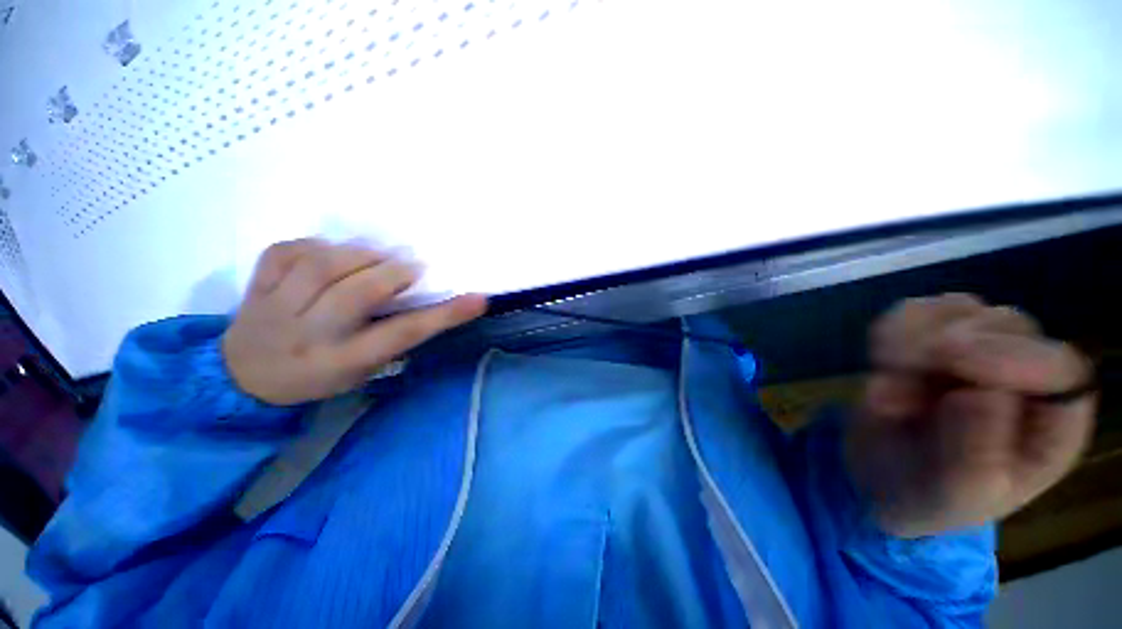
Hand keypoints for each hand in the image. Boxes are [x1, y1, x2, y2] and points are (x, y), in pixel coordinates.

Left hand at [222, 239, 486, 404]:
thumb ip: (393, 337)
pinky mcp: (254, 287)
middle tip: (411, 268)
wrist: (243, 378)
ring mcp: (275, 309)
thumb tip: (426, 299)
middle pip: (355, 294)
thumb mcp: (363, 369)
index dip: (443, 315)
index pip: (401, 335)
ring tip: (376, 257)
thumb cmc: (319, 376)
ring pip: (320, 267)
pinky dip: (315, 245)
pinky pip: (285, 252)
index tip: (478, 299)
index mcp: (343, 361)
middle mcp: (309, 335)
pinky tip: (330, 252)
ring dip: (359, 255)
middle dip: (393, 273)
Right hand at [847, 294, 1095, 537]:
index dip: (1010, 356)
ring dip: (909, 340)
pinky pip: (915, 309)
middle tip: (899, 388)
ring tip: (886, 380)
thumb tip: (979, 394)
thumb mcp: (954, 494)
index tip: (950, 359)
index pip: (1058, 366)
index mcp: (1050, 423)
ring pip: (958, 308)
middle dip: (945, 350)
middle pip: (1006, 326)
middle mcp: (1025, 376)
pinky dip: (889, 331)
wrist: (879, 477)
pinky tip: (880, 362)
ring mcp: (978, 348)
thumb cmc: (928, 495)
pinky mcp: (932, 336)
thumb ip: (976, 452)